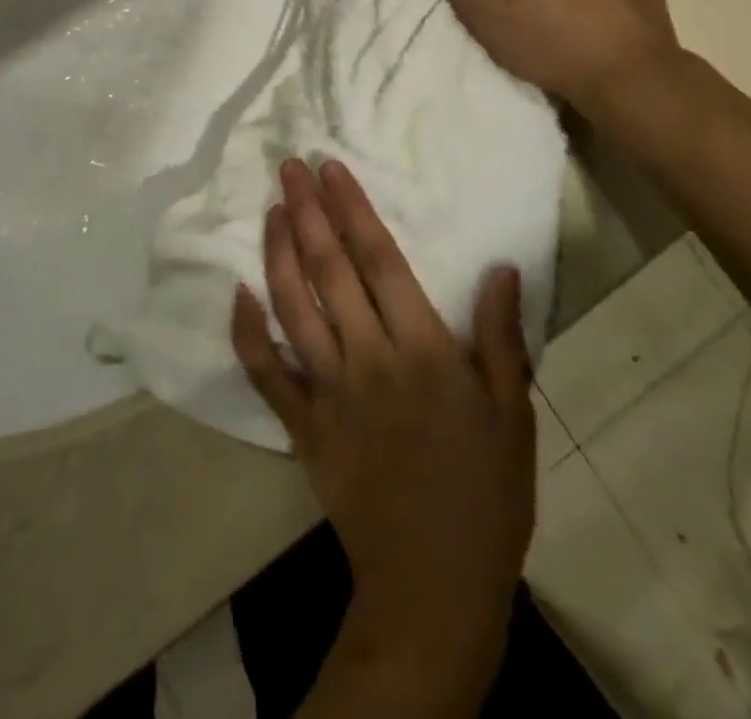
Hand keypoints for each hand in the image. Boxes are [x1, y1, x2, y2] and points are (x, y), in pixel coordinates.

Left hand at [231, 158, 533, 674]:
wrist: (434, 584)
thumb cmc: (485, 494)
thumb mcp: (513, 413)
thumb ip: (501, 336)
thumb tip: (501, 266)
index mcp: (423, 348)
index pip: (378, 258)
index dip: (352, 207)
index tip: (329, 168)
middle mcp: (368, 357)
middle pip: (330, 269)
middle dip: (308, 211)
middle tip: (289, 166)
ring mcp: (328, 391)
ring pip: (294, 306)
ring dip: (278, 252)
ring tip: (271, 208)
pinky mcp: (302, 426)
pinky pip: (266, 373)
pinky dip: (248, 331)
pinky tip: (238, 292)